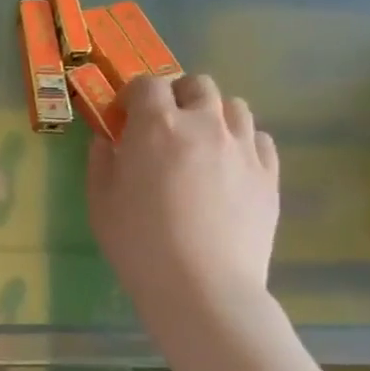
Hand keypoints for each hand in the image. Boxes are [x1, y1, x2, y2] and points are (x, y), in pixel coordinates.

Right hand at [87, 73, 279, 310]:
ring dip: (212, 114)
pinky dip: (242, 141)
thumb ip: (102, 160)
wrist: (201, 286)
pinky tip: (228, 166)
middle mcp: (204, 124)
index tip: (123, 118)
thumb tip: (108, 140)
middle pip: (197, 85)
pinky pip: (260, 139)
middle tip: (164, 125)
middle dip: (177, 95)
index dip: (132, 95)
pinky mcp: (269, 175)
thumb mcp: (100, 200)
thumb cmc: (138, 242)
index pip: (147, 84)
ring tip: (200, 142)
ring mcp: (243, 148)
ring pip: (234, 106)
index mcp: (156, 125)